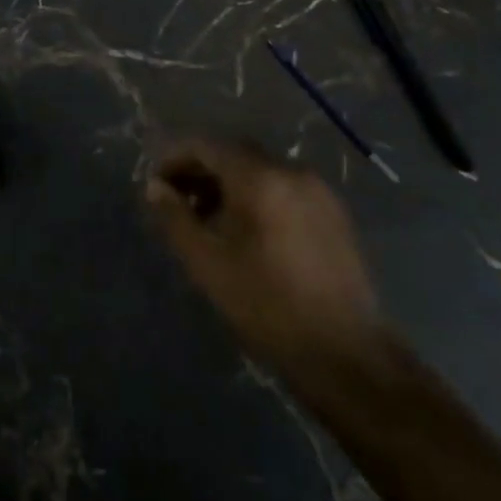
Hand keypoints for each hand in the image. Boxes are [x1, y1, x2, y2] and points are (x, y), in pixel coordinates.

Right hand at [146, 138, 380, 374]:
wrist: (347, 354)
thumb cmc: (267, 306)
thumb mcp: (208, 264)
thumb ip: (175, 219)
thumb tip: (154, 187)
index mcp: (259, 177)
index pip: (206, 146)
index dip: (174, 159)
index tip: (155, 186)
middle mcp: (291, 171)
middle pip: (234, 154)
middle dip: (200, 171)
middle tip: (177, 203)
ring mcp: (318, 191)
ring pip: (260, 171)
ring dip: (228, 185)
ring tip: (208, 221)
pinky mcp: (334, 214)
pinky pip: (284, 189)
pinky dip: (257, 197)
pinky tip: (247, 233)